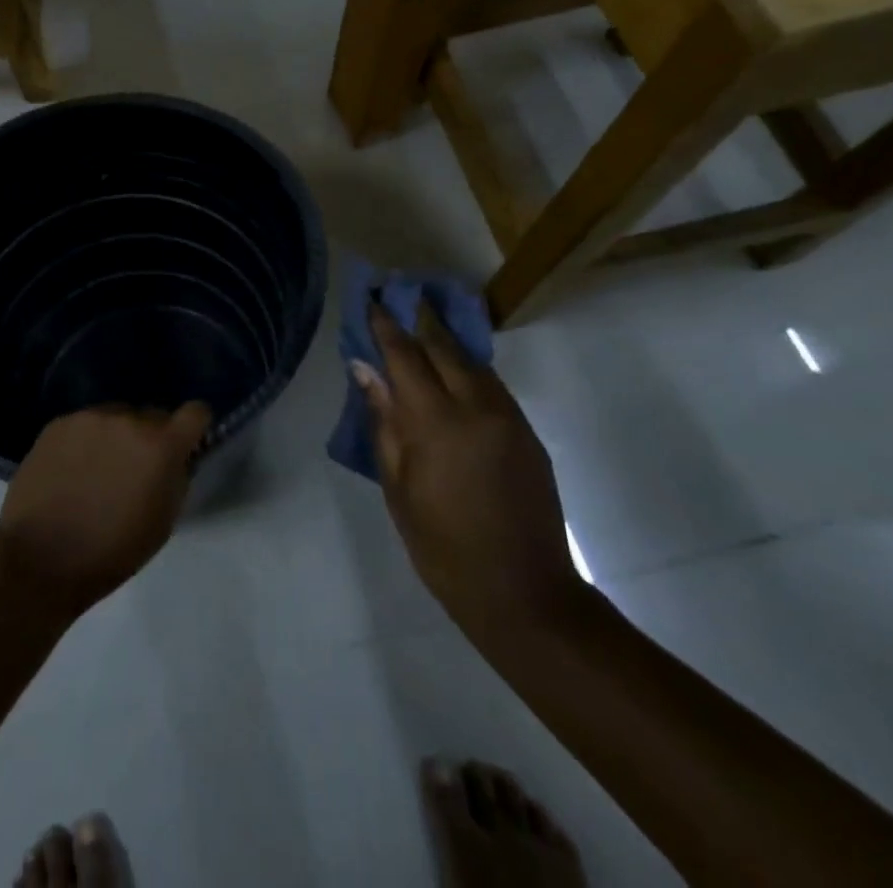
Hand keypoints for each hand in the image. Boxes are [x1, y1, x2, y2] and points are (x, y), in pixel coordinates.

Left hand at [0, 402, 211, 617]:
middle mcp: (127, 419)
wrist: (39, 559)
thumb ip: (175, 478)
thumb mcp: (162, 523)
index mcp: (160, 446)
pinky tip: (71, 471)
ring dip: (116, 437)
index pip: (195, 412)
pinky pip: (85, 424)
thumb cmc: (111, 552)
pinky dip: (85, 441)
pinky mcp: (58, 423)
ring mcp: (89, 418)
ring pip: (116, 417)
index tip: (185, 445)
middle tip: (134, 469)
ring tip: (97, 471)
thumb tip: (176, 459)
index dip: (194, 428)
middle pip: (151, 415)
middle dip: (150, 437)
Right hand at [351, 302, 588, 645]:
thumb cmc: (443, 547)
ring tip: (424, 327)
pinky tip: (453, 373)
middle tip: (399, 300)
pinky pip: (491, 385)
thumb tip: (365, 370)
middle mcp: (477, 407)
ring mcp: (509, 418)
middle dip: (420, 320)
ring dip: (446, 342)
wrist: (524, 594)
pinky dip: (467, 369)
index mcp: (438, 422)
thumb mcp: (398, 487)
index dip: (386, 325)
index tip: (373, 299)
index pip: (405, 355)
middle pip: (444, 347)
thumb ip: (384, 421)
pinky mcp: (527, 433)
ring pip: (472, 362)